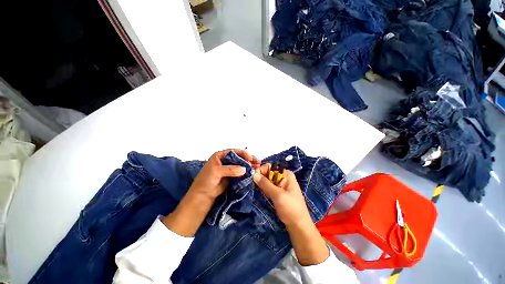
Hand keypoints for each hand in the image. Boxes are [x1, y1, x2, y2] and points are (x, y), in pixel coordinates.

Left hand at [163, 149, 258, 236]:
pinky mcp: (232, 176)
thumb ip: (230, 169)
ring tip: (258, 166)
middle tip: (257, 161)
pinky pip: (241, 172)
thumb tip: (244, 169)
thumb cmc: (206, 181)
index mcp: (220, 156)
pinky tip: (254, 172)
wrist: (203, 196)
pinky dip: (248, 172)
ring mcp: (230, 169)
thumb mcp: (216, 172)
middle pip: (239, 157)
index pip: (234, 152)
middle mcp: (226, 160)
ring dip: (249, 165)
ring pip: (241, 165)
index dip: (243, 153)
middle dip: (248, 159)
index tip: (250, 158)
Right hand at [252, 164, 311, 227]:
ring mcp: (281, 186)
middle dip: (260, 177)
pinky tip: (260, 192)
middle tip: (253, 184)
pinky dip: (264, 189)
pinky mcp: (278, 193)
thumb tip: (254, 174)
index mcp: (286, 174)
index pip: (270, 167)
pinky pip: (269, 187)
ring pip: (268, 181)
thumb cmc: (290, 208)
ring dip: (261, 184)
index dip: (261, 170)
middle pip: (268, 173)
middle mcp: (283, 177)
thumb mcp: (277, 195)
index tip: (253, 177)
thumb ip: (265, 184)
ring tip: (256, 189)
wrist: (298, 226)